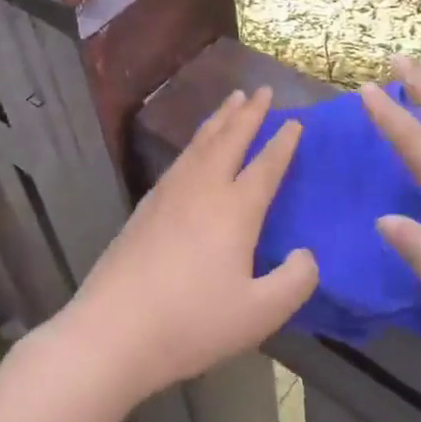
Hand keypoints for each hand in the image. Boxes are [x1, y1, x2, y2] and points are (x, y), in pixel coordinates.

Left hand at [56, 87, 318, 404]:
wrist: (113, 332)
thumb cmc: (192, 323)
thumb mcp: (259, 313)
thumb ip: (295, 282)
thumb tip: (307, 255)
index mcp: (235, 210)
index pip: (265, 166)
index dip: (283, 143)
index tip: (295, 121)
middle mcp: (202, 190)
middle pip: (229, 139)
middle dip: (248, 113)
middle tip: (262, 89)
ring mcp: (169, 195)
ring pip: (200, 143)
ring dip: (219, 119)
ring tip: (232, 101)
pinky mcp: (145, 207)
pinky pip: (179, 159)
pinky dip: (195, 141)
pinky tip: (194, 149)